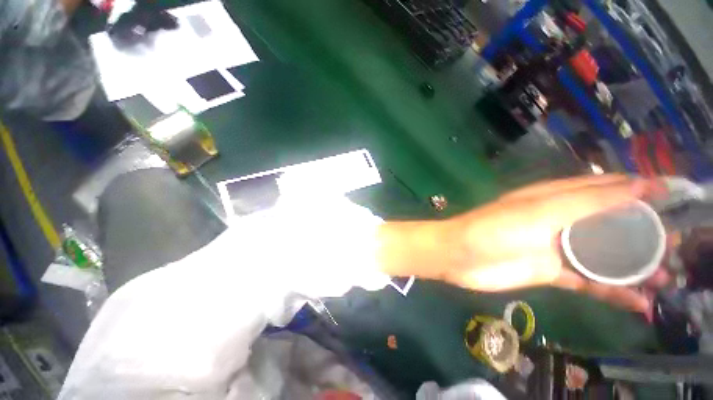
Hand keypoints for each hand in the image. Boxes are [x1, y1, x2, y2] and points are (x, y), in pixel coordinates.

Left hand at [441, 175, 666, 313]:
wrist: (460, 256)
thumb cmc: (496, 229)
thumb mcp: (542, 210)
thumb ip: (589, 201)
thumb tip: (637, 186)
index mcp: (554, 198)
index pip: (603, 187)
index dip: (637, 188)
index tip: (673, 194)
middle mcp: (558, 220)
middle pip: (609, 223)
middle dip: (643, 232)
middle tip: (678, 244)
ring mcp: (555, 247)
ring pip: (603, 255)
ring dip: (634, 266)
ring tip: (666, 277)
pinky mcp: (549, 272)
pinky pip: (588, 281)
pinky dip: (612, 291)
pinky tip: (638, 303)